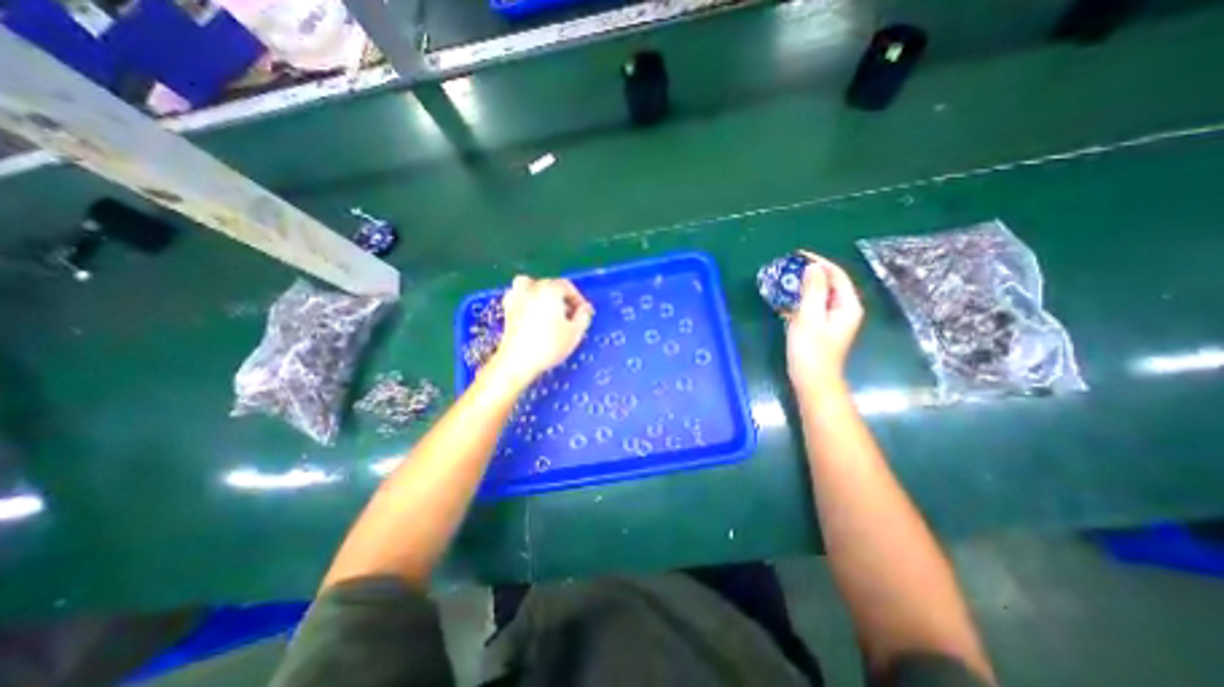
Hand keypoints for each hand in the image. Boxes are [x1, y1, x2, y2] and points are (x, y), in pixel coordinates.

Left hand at [494, 274, 594, 380]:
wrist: (518, 362)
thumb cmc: (549, 346)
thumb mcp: (575, 333)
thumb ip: (584, 316)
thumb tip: (585, 309)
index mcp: (550, 290)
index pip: (568, 286)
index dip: (578, 299)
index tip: (584, 314)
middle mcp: (532, 289)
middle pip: (550, 285)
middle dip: (563, 298)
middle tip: (571, 316)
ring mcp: (517, 298)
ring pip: (531, 285)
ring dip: (541, 293)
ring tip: (550, 310)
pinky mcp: (507, 311)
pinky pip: (518, 296)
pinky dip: (526, 300)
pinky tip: (532, 313)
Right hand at [788, 253, 862, 387]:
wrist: (812, 381)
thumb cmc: (811, 350)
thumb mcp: (810, 317)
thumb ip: (813, 291)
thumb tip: (813, 267)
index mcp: (847, 305)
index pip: (836, 275)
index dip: (818, 262)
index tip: (797, 255)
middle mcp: (843, 310)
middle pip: (828, 284)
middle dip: (809, 274)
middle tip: (787, 268)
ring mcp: (832, 320)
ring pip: (818, 296)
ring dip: (802, 288)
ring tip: (783, 282)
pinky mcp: (820, 328)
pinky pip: (811, 307)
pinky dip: (799, 302)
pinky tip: (783, 302)